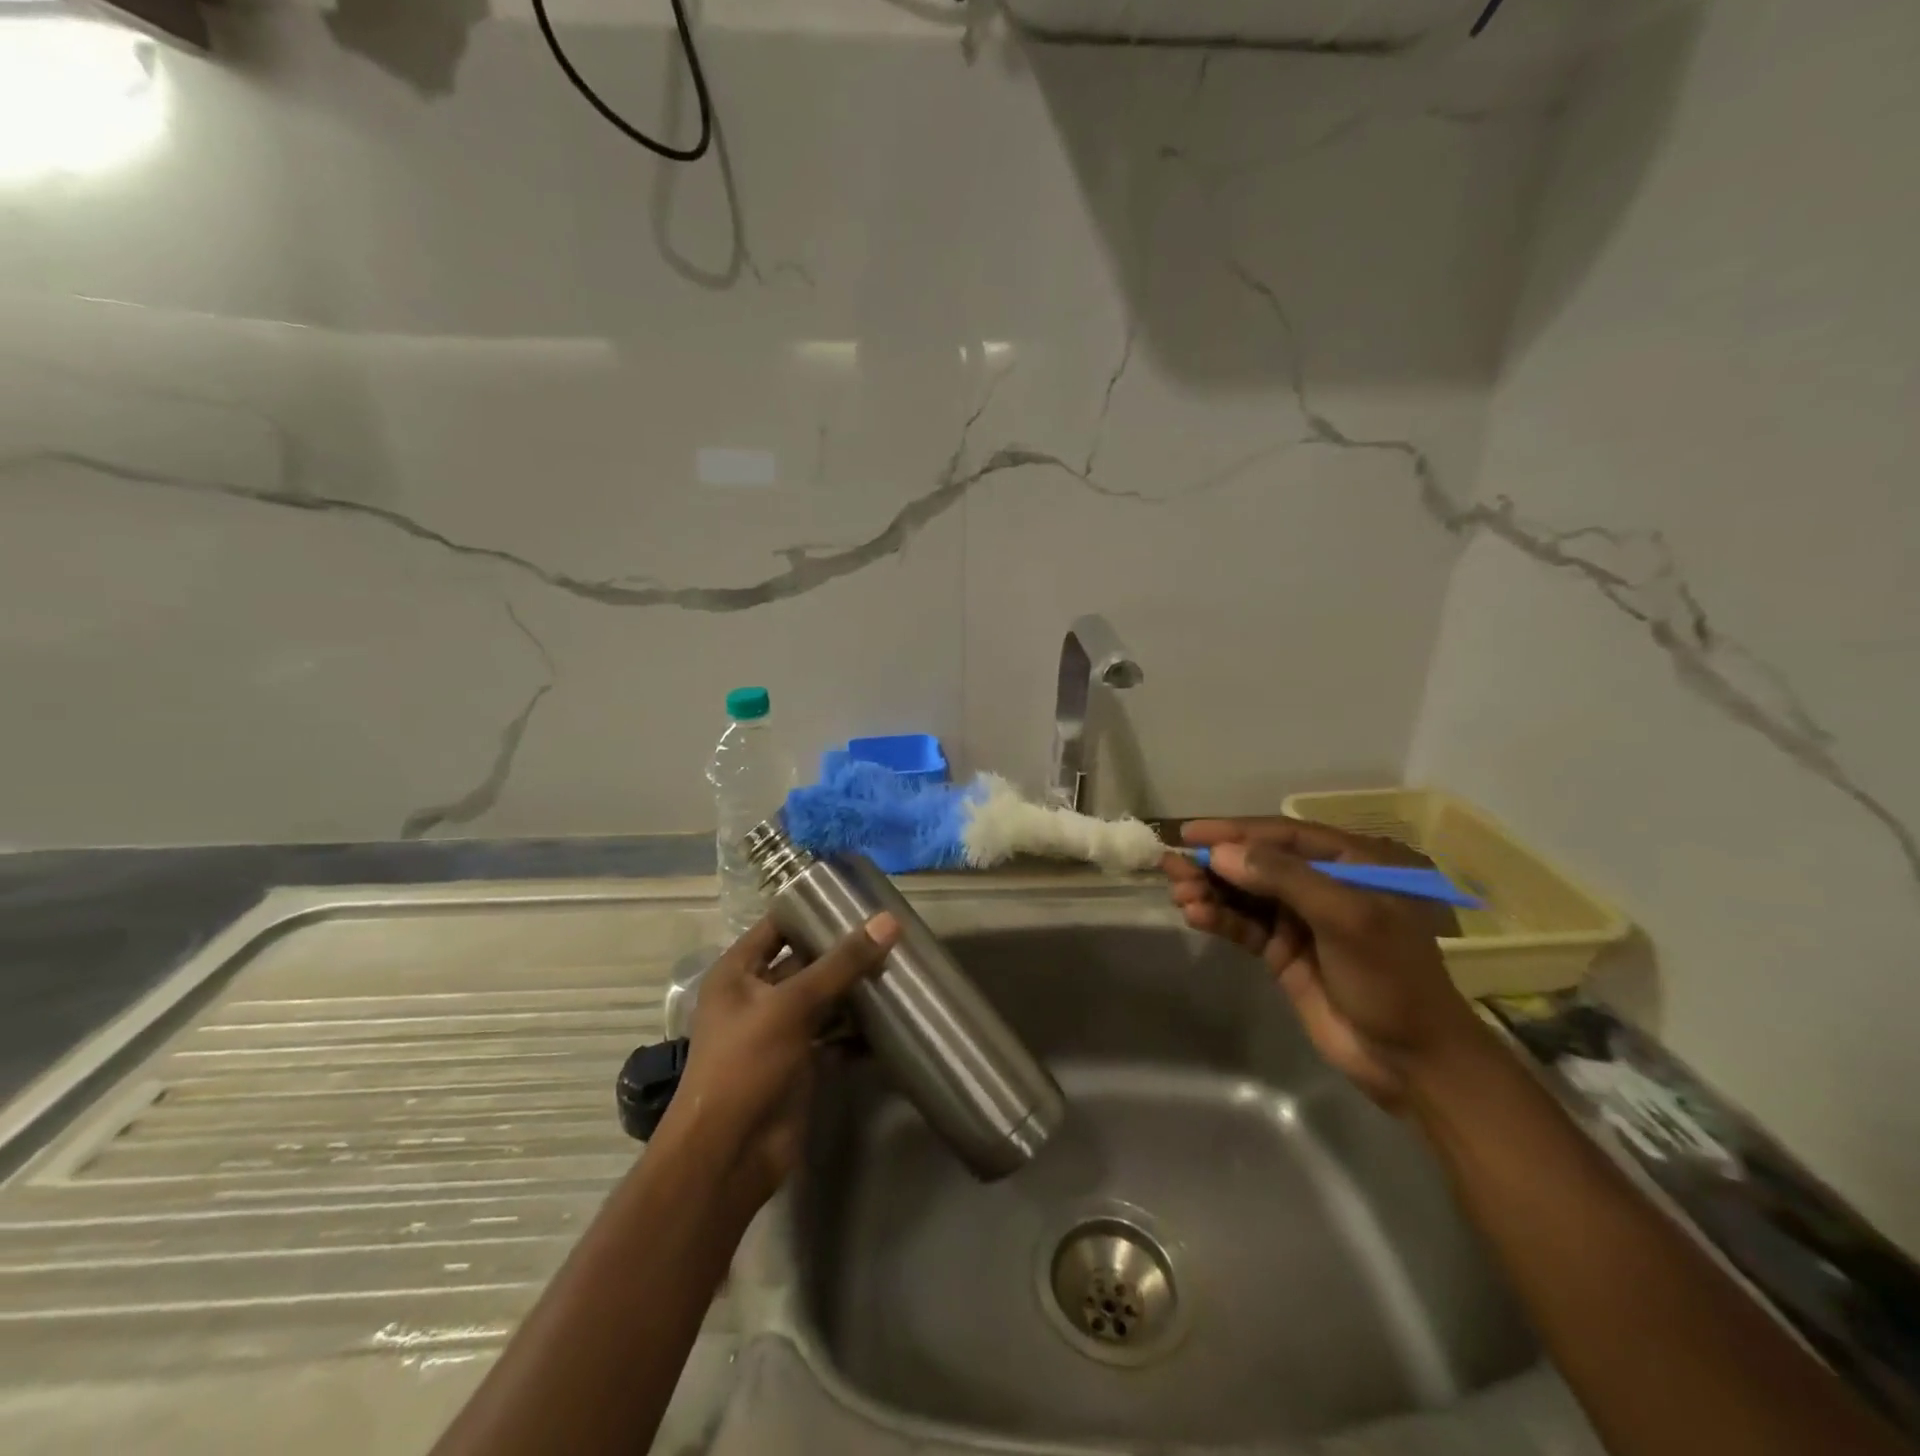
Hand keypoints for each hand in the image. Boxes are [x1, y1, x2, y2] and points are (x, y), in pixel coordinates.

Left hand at [656, 913, 898, 1210]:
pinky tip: (893, 1017)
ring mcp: (779, 1031)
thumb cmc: (746, 1064)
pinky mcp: (801, 1063)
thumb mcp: (792, 1005)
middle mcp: (757, 996)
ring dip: (856, 989)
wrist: (730, 1154)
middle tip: (890, 933)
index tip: (856, 897)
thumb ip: (841, 964)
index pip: (777, 926)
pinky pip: (834, 1035)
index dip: (811, 909)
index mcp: (738, 973)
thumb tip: (888, 922)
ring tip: (900, 967)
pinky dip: (859, 1029)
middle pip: (805, 962)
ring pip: (823, 999)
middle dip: (843, 951)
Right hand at [1163, 818, 1480, 1109]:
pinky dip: (1219, 918)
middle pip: (1257, 862)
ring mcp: (1301, 919)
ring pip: (1245, 893)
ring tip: (1180, 894)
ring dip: (1211, 891)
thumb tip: (1221, 853)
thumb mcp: (1346, 918)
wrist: (1410, 1061)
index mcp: (1352, 863)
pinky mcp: (1283, 951)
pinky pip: (1243, 925)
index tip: (1190, 833)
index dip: (1235, 831)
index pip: (1284, 835)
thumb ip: (1283, 878)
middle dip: (1215, 863)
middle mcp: (1323, 884)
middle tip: (1173, 867)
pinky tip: (1196, 916)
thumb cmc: (1391, 978)